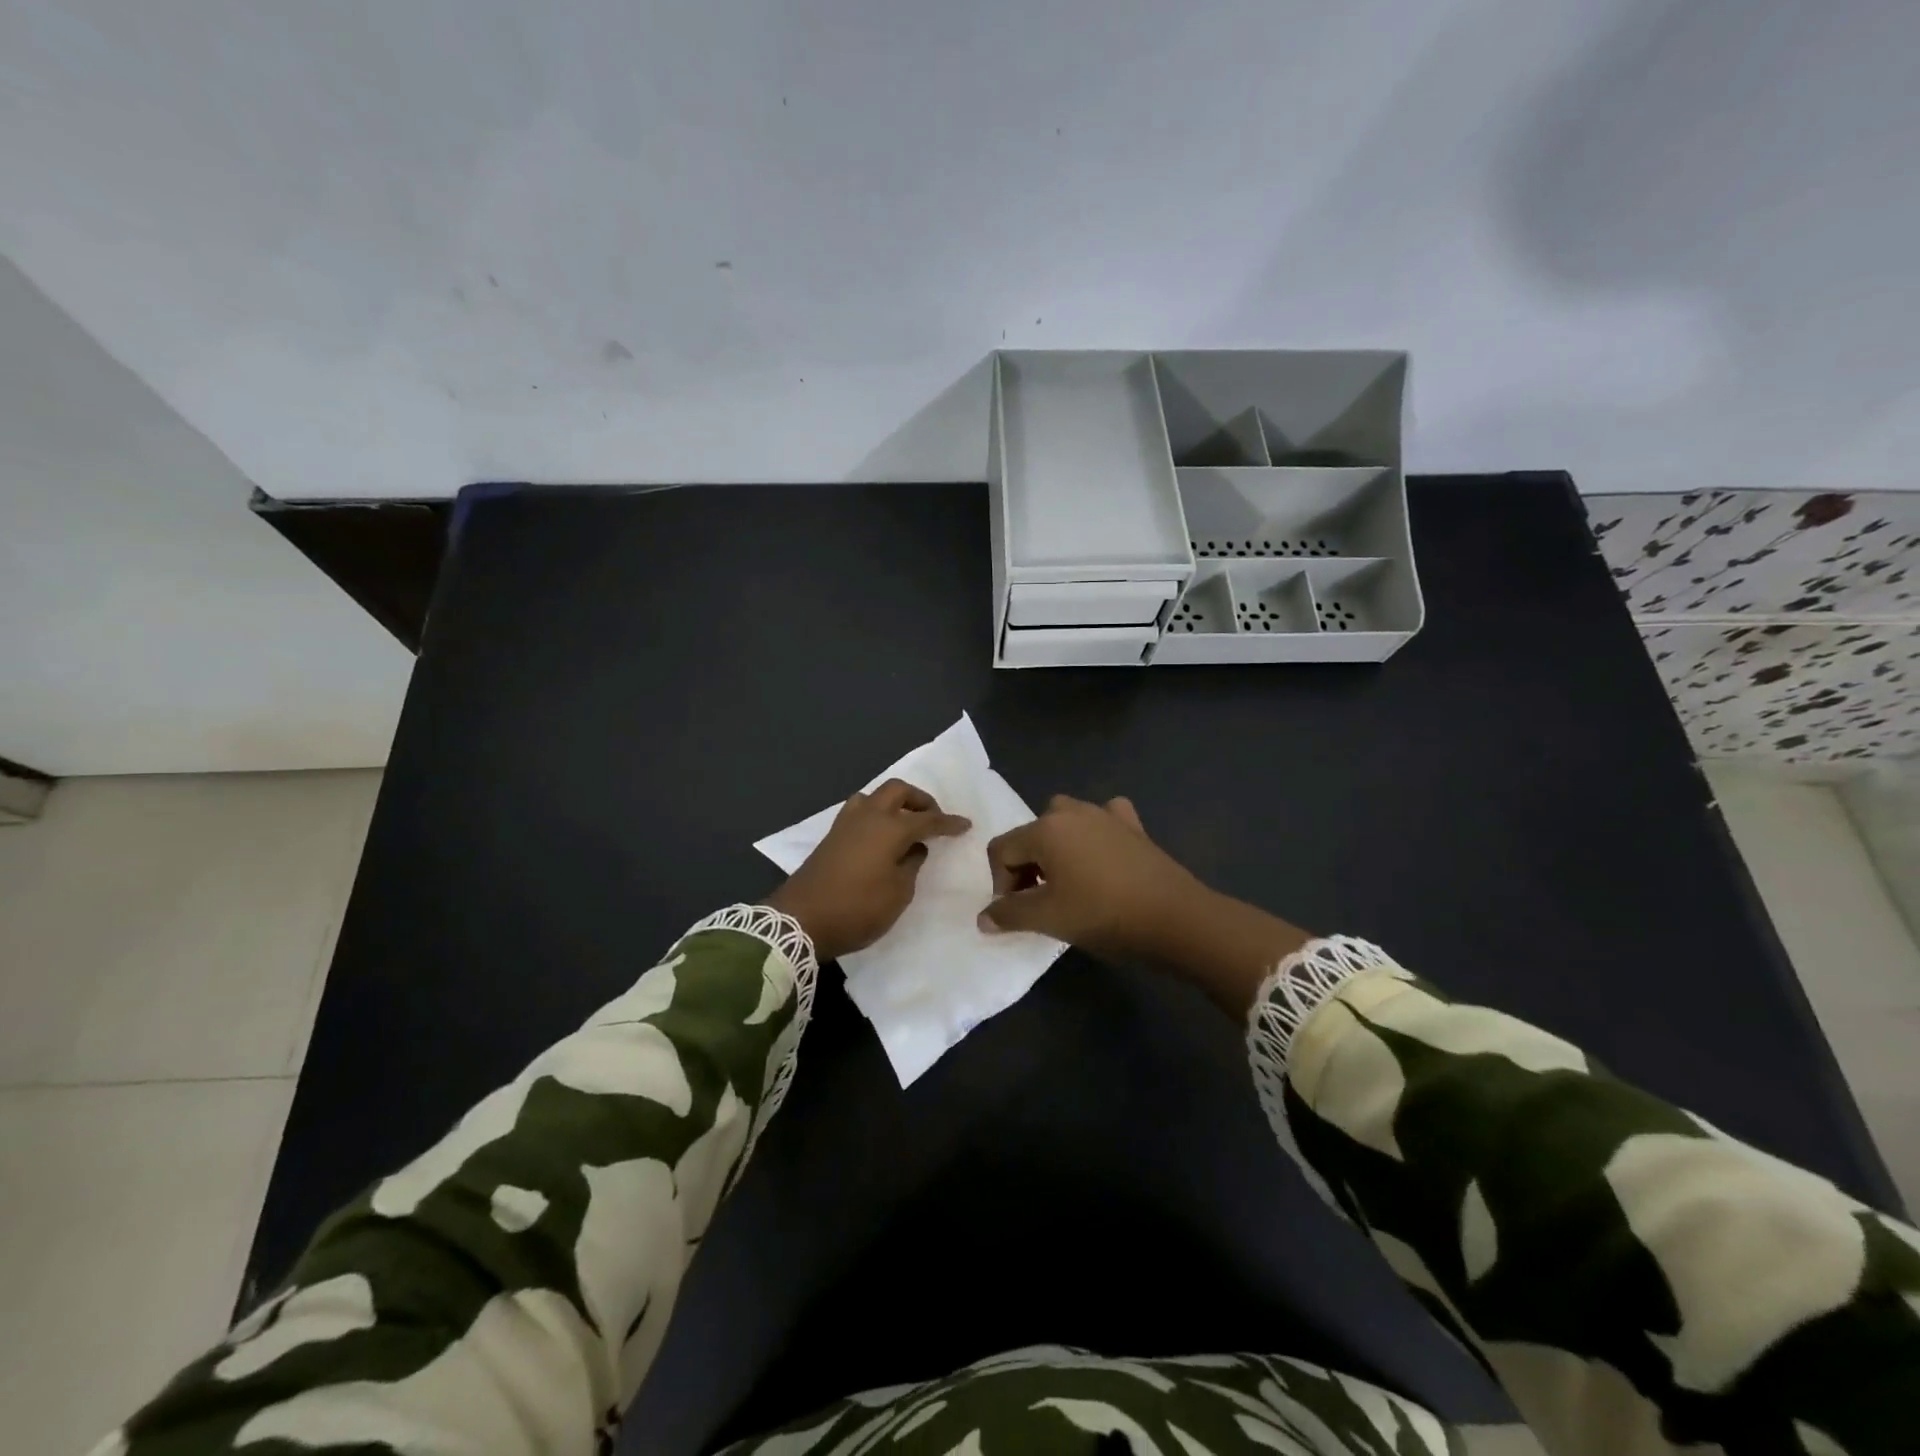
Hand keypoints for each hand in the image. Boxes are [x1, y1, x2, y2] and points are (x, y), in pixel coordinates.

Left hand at [763, 779, 970, 961]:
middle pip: (897, 791)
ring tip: (905, 823)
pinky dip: (877, 814)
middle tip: (933, 817)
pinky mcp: (831, 836)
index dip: (948, 823)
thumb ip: (911, 866)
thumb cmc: (857, 909)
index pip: (926, 819)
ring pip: (874, 797)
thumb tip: (913, 849)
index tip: (965, 825)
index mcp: (889, 828)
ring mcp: (845, 824)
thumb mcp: (898, 894)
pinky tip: (881, 835)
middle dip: (920, 799)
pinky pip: (860, 811)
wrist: (801, 920)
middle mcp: (868, 816)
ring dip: (894, 803)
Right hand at [982, 793, 1313, 1015]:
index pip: (1001, 850)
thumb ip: (1009, 915)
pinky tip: (1103, 856)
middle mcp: (1071, 812)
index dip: (999, 883)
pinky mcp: (1133, 826)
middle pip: (1030, 834)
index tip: (1017, 914)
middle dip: (1027, 865)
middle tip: (1041, 900)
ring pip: (1064, 822)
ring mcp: (1105, 814)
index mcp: (1045, 829)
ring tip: (1069, 882)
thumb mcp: (1049, 918)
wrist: (1175, 917)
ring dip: (1057, 848)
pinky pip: (1103, 820)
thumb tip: (984, 918)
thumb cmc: (1103, 915)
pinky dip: (1096, 834)